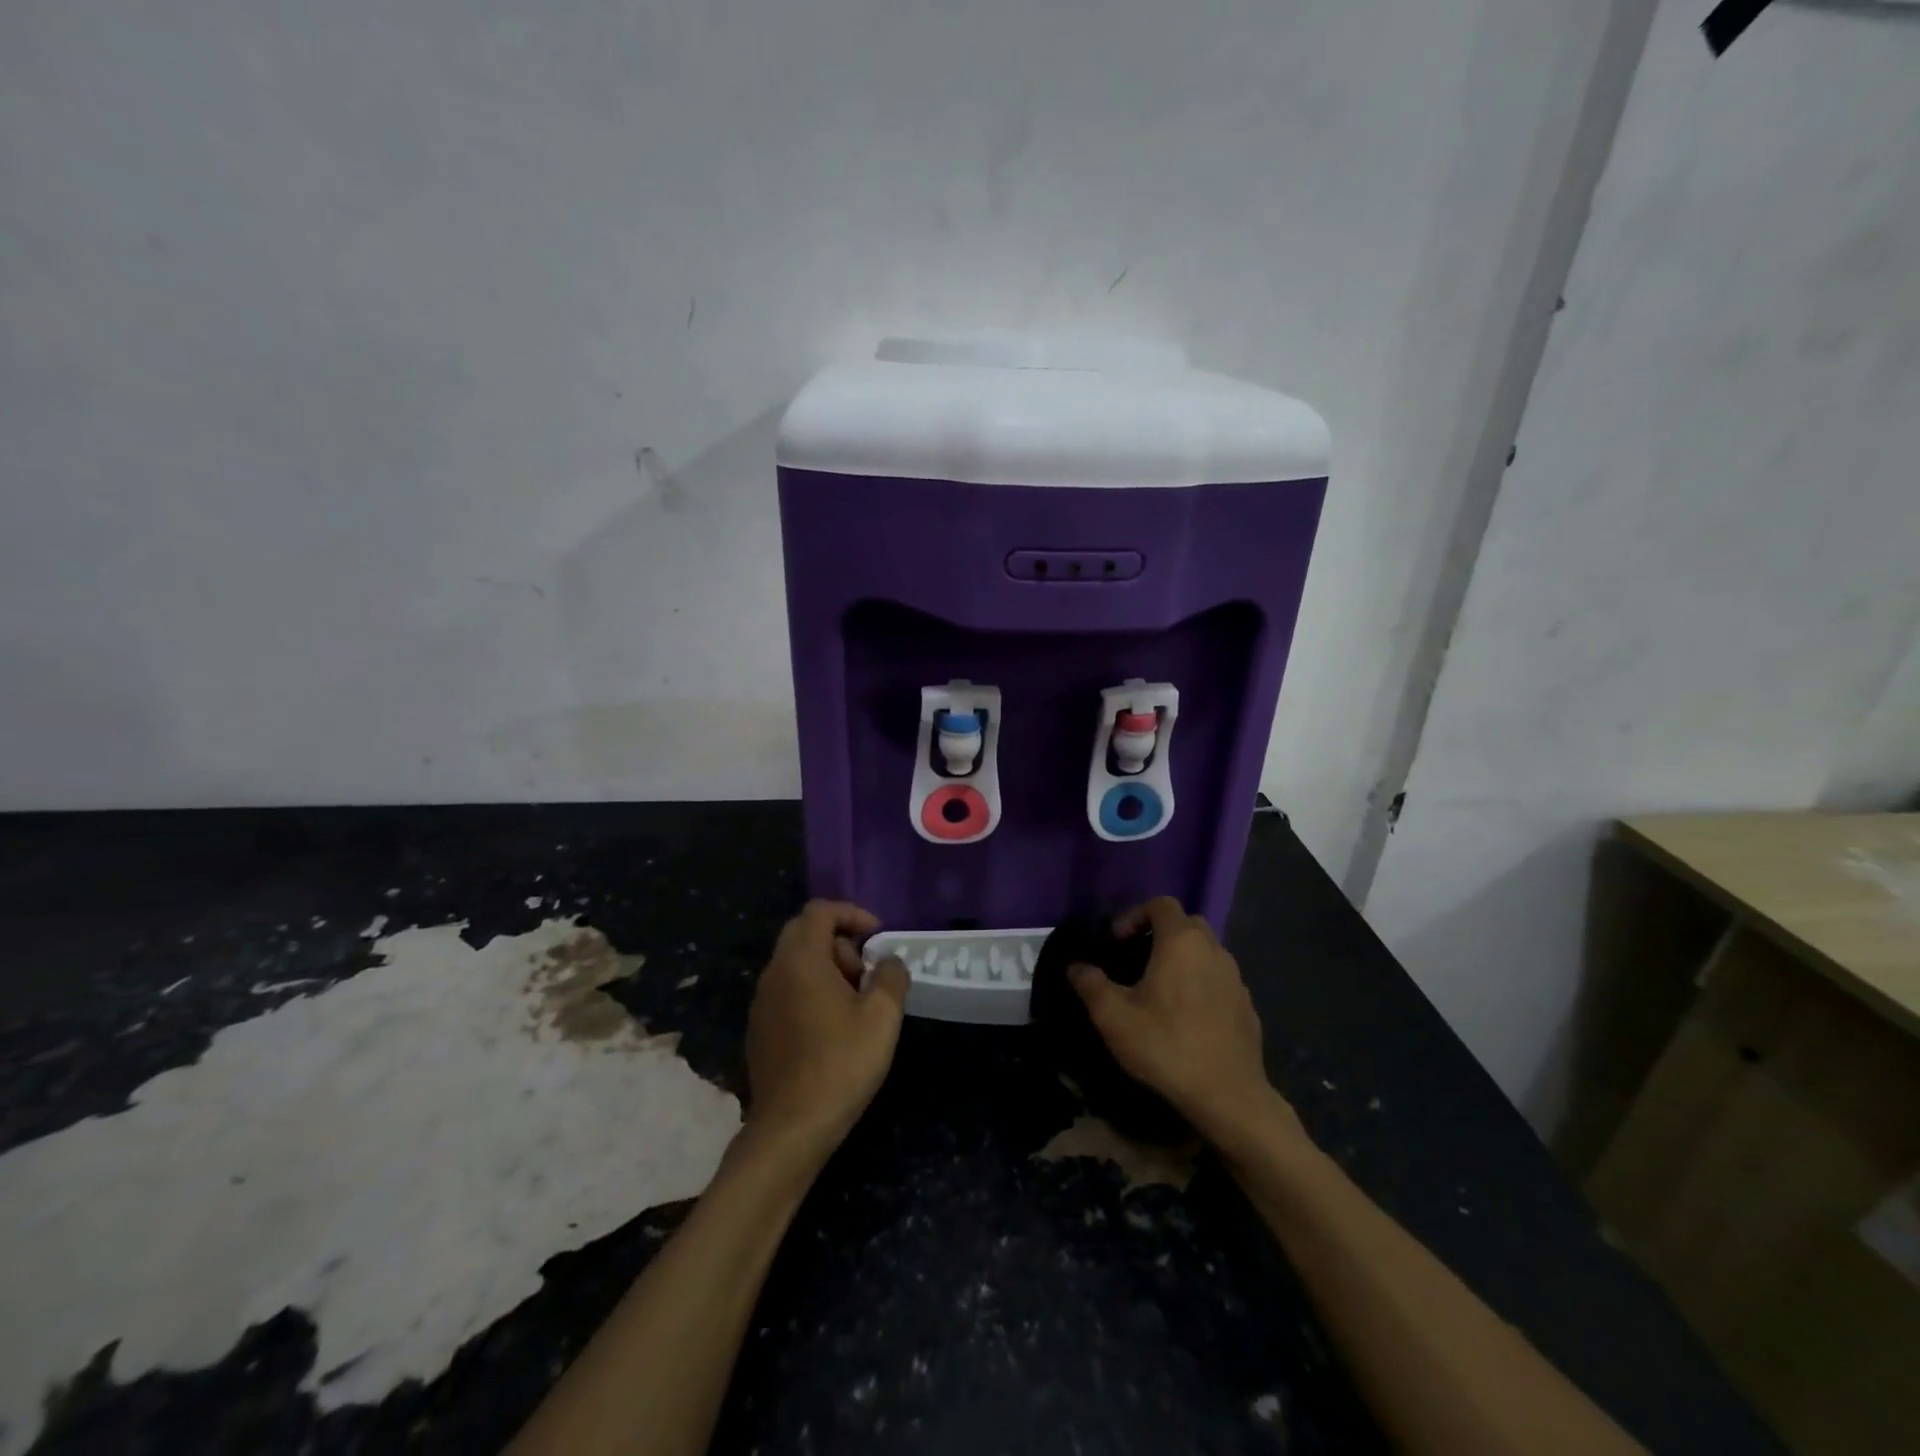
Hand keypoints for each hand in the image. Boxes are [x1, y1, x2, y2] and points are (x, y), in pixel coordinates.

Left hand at [744, 900, 908, 1160]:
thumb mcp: (882, 1016)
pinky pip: (786, 990)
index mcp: (800, 960)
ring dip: (827, 968)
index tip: (878, 938)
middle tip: (866, 972)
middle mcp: (774, 972)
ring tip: (855, 1003)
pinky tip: (832, 1028)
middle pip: (804, 933)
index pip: (820, 910)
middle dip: (840, 942)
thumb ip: (890, 976)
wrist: (791, 1127)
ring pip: (795, 963)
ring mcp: (761, 1002)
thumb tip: (888, 961)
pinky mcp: (759, 1029)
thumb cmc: (841, 1063)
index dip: (852, 914)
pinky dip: (811, 991)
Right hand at [1067, 896, 1282, 1144]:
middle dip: (1159, 934)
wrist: (1229, 1097)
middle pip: (1186, 924)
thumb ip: (1090, 984)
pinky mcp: (1247, 1006)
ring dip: (1181, 959)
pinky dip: (1200, 984)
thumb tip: (1075, 967)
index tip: (1116, 942)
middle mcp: (1213, 950)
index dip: (1135, 915)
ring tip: (1158, 990)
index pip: (1161, 904)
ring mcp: (1236, 978)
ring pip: (1205, 952)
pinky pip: (1218, 980)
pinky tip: (1185, 1017)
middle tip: (1135, 960)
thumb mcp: (1114, 1017)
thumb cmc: (1166, 1046)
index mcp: (1182, 942)